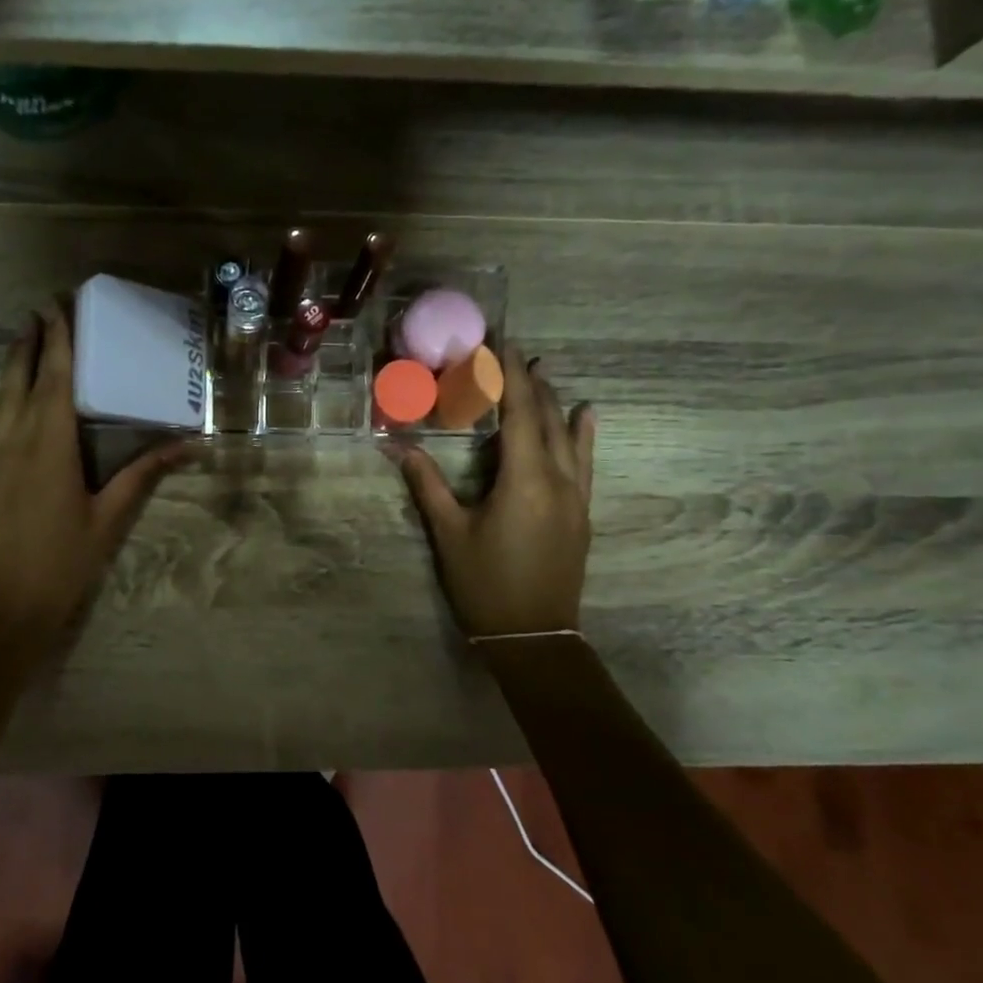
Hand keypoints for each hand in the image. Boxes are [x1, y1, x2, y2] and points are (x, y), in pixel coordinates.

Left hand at [0, 303, 183, 660]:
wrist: (4, 607)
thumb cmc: (63, 564)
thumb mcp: (109, 519)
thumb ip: (144, 475)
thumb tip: (188, 445)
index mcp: (54, 446)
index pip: (59, 380)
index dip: (61, 341)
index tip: (62, 306)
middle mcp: (17, 438)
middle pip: (28, 378)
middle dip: (38, 340)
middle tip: (46, 307)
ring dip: (11, 358)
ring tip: (21, 328)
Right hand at [398, 344, 595, 637]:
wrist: (535, 638)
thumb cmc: (486, 585)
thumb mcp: (449, 534)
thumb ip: (427, 485)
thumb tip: (396, 445)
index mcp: (525, 479)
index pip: (519, 413)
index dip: (509, 375)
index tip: (499, 344)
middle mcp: (559, 479)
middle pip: (547, 418)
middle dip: (530, 382)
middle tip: (513, 353)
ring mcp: (576, 497)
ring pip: (570, 436)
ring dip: (555, 402)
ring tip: (544, 372)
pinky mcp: (581, 513)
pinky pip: (586, 461)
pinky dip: (583, 434)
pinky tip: (586, 416)